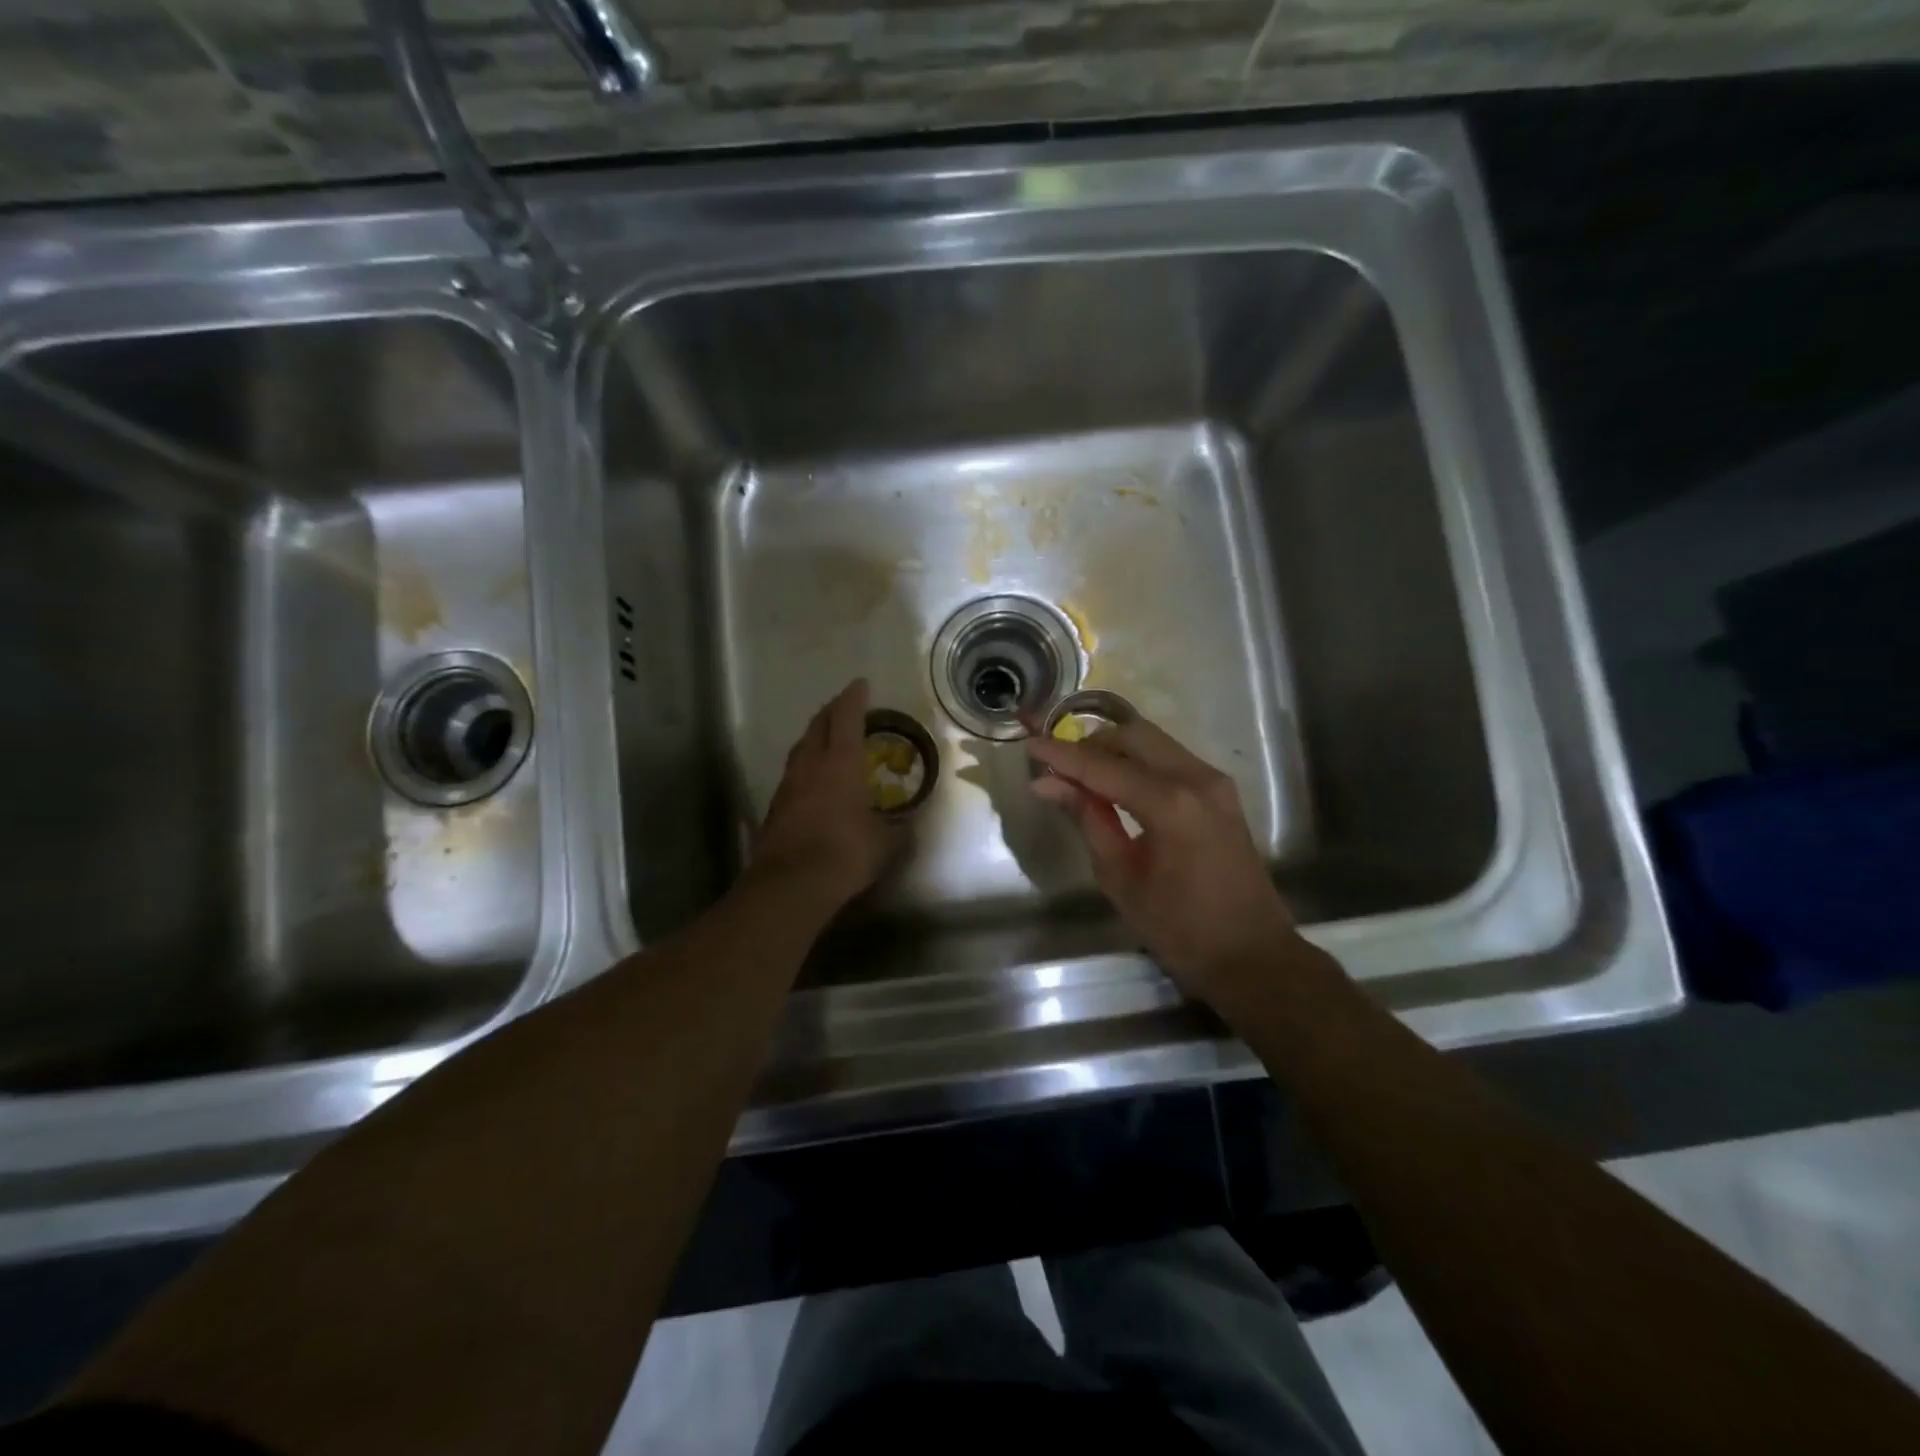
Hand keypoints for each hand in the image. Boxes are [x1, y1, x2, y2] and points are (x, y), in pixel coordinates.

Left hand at [750, 679, 903, 910]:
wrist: (790, 884)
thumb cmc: (845, 854)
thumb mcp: (886, 844)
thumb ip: (900, 829)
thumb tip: (911, 822)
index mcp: (842, 763)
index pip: (847, 717)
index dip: (854, 698)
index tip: (861, 685)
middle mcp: (812, 764)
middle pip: (819, 725)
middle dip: (832, 710)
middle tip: (846, 707)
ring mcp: (789, 784)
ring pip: (802, 747)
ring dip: (816, 735)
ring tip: (829, 737)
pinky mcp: (776, 805)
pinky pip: (793, 771)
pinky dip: (806, 763)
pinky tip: (814, 777)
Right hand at [1026, 718, 1300, 1003]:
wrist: (1252, 954)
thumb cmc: (1179, 928)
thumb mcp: (1120, 875)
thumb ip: (1087, 818)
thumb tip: (1046, 784)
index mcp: (1169, 803)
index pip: (1102, 766)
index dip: (1061, 755)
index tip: (1028, 745)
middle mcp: (1196, 778)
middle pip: (1132, 736)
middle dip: (1090, 744)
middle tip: (1057, 765)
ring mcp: (1214, 781)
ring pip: (1153, 741)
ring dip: (1114, 748)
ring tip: (1080, 773)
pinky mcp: (1221, 791)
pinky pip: (1170, 757)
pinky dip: (1138, 760)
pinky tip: (1116, 782)